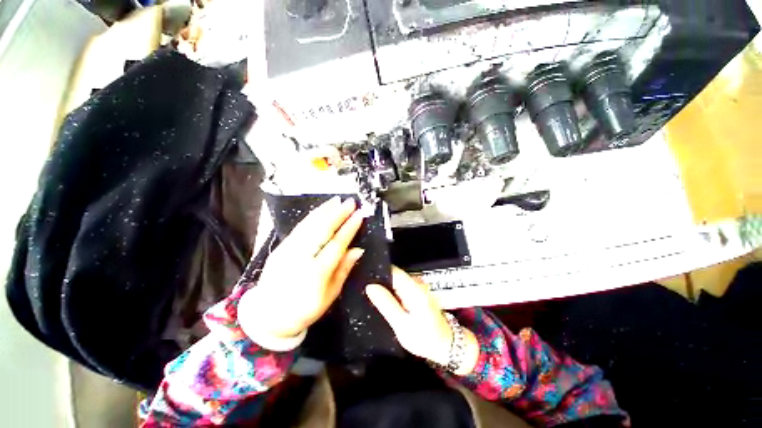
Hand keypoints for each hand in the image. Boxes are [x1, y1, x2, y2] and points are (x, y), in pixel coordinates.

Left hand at [238, 197, 364, 346]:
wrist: (268, 315)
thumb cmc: (305, 309)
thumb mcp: (330, 296)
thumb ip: (344, 270)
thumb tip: (358, 249)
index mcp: (316, 273)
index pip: (337, 244)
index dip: (350, 228)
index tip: (360, 215)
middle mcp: (300, 258)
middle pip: (322, 230)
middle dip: (338, 214)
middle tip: (350, 202)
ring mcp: (287, 250)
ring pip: (309, 225)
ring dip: (325, 211)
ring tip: (337, 201)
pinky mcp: (280, 247)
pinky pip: (299, 228)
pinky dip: (312, 216)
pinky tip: (320, 210)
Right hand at [366, 267, 479, 375]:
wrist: (446, 345)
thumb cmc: (425, 338)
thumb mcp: (402, 325)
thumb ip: (386, 304)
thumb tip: (370, 286)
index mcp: (413, 288)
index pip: (392, 271)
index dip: (376, 272)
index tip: (362, 277)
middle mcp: (416, 283)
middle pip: (393, 274)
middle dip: (378, 280)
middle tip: (362, 289)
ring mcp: (417, 287)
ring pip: (395, 281)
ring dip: (384, 287)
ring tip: (369, 294)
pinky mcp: (416, 293)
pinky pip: (399, 287)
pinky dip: (391, 292)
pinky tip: (382, 300)